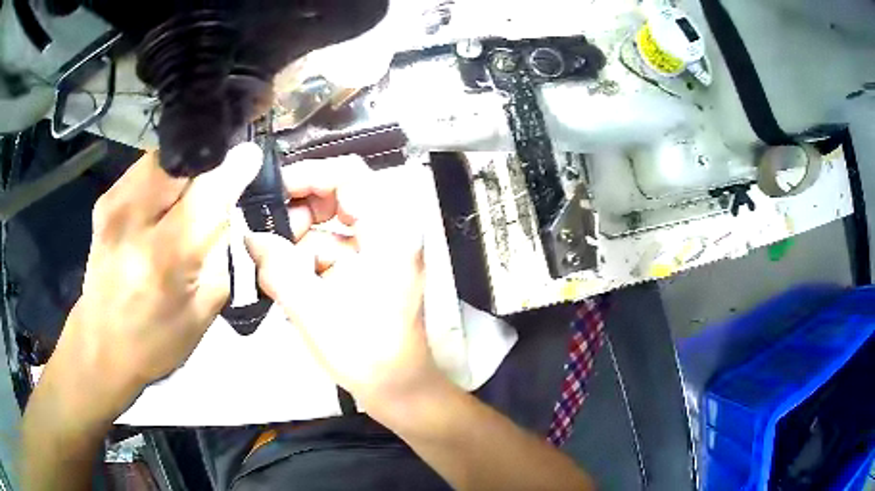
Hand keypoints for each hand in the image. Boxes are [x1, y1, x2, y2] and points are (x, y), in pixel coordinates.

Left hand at [48, 144, 260, 416]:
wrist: (101, 346)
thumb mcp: (204, 309)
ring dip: (184, 169)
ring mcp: (114, 203)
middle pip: (184, 159)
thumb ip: (220, 252)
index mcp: (165, 256)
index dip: (235, 168)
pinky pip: (145, 168)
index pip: (210, 189)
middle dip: (207, 165)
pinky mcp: (104, 199)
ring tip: (189, 195)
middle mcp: (134, 219)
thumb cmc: (157, 340)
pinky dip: (163, 176)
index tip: (252, 159)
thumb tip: (230, 203)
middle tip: (218, 184)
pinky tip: (163, 202)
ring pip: (164, 156)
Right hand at [245, 156, 443, 412]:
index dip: (307, 174)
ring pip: (331, 223)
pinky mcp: (370, 267)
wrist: (399, 389)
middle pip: (338, 195)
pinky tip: (288, 280)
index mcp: (389, 230)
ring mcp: (381, 249)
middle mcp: (391, 230)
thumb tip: (249, 235)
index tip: (272, 194)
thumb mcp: (312, 309)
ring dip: (300, 240)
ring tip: (275, 266)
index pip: (349, 174)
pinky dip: (308, 258)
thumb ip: (276, 266)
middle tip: (270, 237)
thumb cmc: (366, 354)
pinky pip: (333, 247)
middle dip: (299, 212)